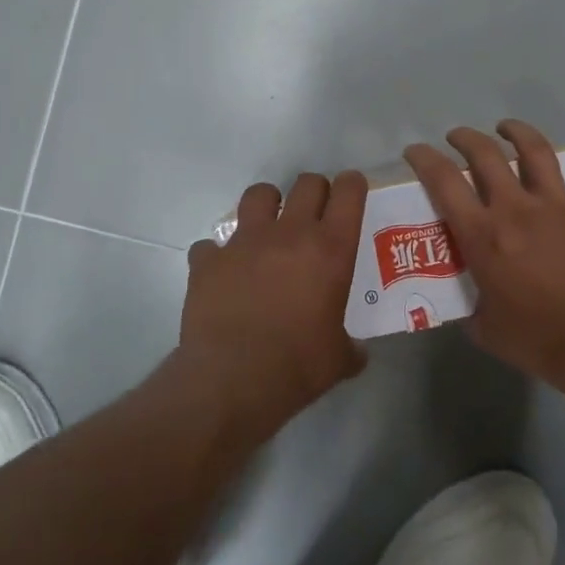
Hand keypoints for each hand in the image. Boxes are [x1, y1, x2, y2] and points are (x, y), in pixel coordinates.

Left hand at [180, 172, 367, 439]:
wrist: (232, 381)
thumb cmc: (297, 367)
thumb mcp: (338, 359)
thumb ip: (350, 346)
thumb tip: (356, 352)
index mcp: (330, 249)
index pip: (348, 192)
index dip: (352, 185)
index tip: (352, 191)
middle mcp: (289, 233)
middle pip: (307, 183)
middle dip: (314, 191)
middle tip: (315, 214)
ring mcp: (244, 241)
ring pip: (258, 194)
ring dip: (267, 205)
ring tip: (267, 229)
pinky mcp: (208, 260)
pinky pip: (211, 245)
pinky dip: (217, 255)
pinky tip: (222, 275)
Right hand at [405, 121, 564, 392]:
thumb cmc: (539, 340)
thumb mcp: (485, 329)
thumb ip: (471, 307)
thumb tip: (467, 304)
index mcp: (484, 234)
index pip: (443, 181)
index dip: (424, 159)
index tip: (415, 150)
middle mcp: (517, 208)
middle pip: (485, 154)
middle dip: (466, 138)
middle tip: (458, 136)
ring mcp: (561, 205)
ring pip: (537, 151)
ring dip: (519, 133)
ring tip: (509, 128)